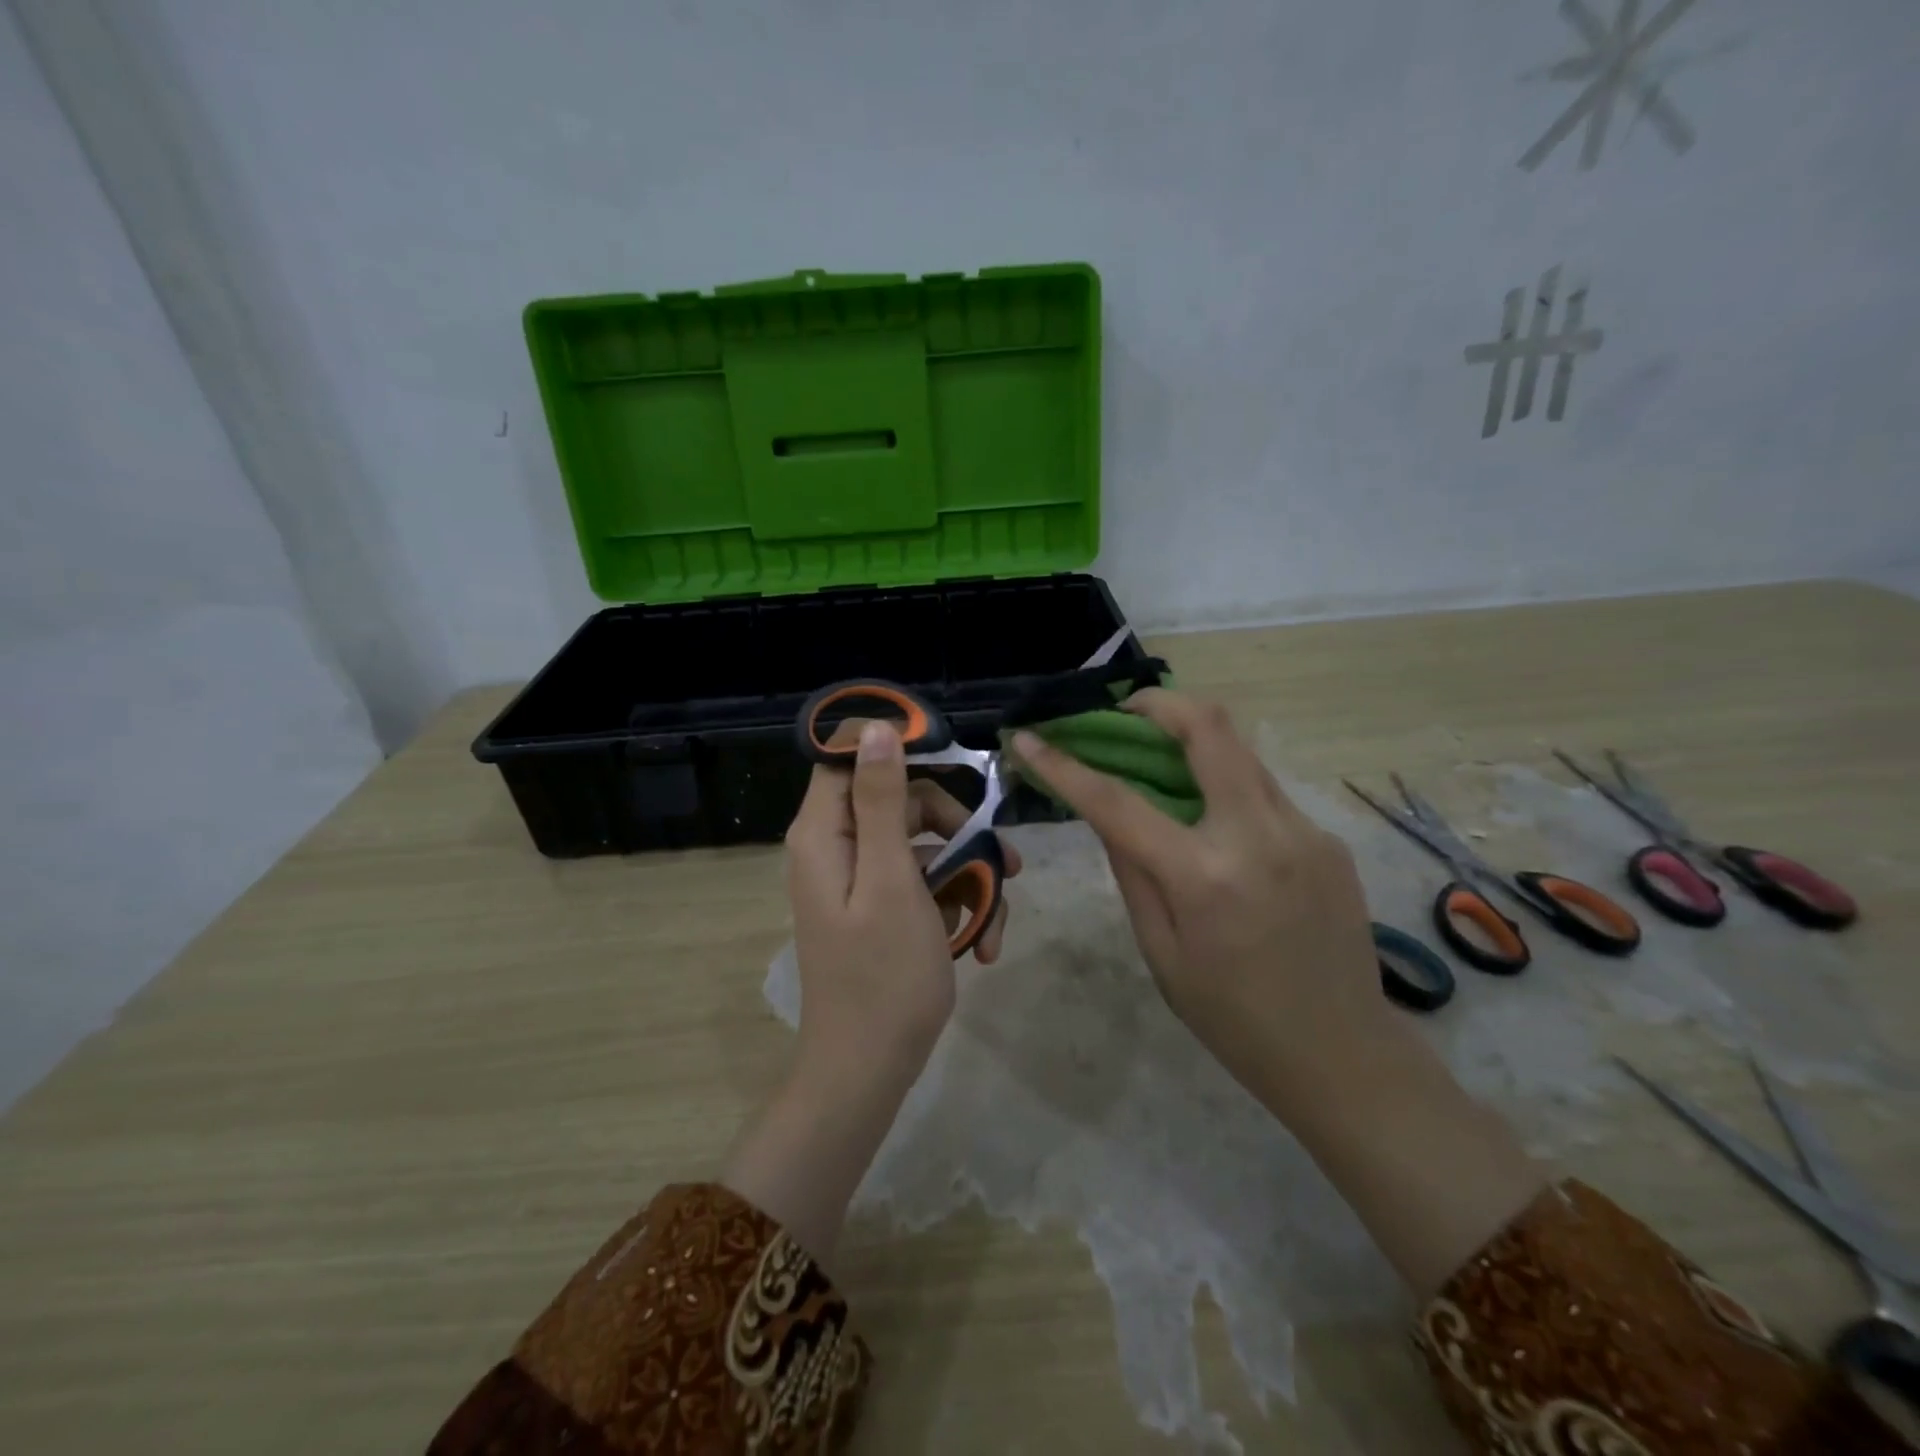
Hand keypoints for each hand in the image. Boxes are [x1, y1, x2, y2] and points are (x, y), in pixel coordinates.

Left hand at [723, 719, 1020, 1262]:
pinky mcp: (883, 910)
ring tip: (997, 918)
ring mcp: (862, 882)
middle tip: (1002, 859)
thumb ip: (883, 801)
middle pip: (902, 801)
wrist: (869, 1072)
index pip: (850, 757)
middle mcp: (838, 848)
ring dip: (969, 875)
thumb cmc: (884, 975)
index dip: (899, 749)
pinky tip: (982, 943)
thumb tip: (875, 727)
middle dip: (957, 827)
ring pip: (924, 846)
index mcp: (825, 833)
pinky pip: (924, 885)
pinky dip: (956, 906)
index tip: (955, 761)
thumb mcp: (892, 879)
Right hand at [1011, 690, 1543, 1295]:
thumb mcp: (1160, 951)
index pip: (1118, 800)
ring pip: (1241, 752)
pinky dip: (1227, 786)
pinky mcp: (1328, 837)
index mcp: (1204, 875)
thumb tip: (1106, 813)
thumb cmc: (1233, 1017)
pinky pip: (1264, 792)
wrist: (1342, 1052)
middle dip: (1158, 704)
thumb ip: (1130, 870)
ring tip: (1161, 760)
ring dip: (1194, 741)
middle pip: (1209, 728)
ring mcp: (1304, 829)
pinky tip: (1216, 823)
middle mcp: (1259, 834)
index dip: (1065, 765)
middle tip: (1124, 714)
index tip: (1029, 738)